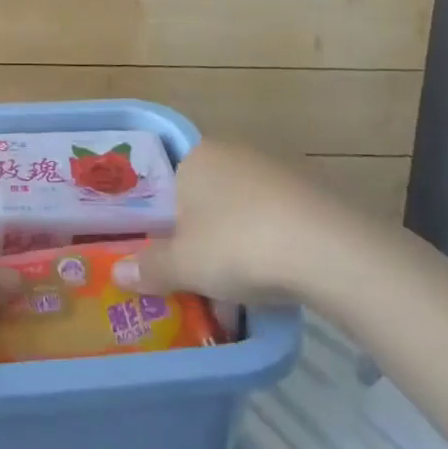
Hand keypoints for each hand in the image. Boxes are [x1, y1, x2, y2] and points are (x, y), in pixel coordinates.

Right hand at [111, 139, 379, 307]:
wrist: (329, 249)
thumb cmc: (239, 245)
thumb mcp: (184, 264)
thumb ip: (150, 267)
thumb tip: (118, 273)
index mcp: (197, 157)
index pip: (171, 187)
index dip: (169, 227)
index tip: (173, 261)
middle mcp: (234, 153)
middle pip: (208, 202)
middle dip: (205, 242)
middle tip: (204, 283)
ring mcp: (278, 169)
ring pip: (244, 214)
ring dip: (240, 250)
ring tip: (242, 296)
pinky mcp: (314, 192)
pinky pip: (279, 221)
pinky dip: (273, 248)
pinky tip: (279, 284)